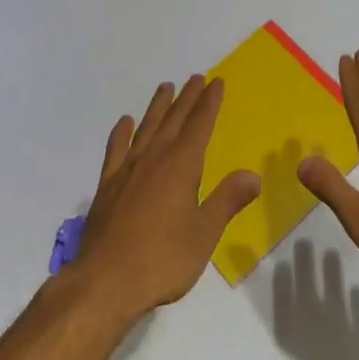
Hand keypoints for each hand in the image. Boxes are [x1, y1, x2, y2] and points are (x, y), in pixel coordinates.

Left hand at [73, 75, 260, 322]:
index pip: (199, 125)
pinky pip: (116, 149)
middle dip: (187, 98)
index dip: (209, 103)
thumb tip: (253, 175)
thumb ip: (227, 200)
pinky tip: (125, 123)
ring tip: (165, 87)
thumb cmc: (162, 259)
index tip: (216, 82)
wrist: (105, 281)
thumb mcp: (204, 234)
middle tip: (195, 77)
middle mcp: (154, 158)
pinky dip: (121, 133)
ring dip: (157, 106)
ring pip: (146, 128)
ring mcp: (127, 170)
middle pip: (173, 120)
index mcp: (181, 166)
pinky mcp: (107, 185)